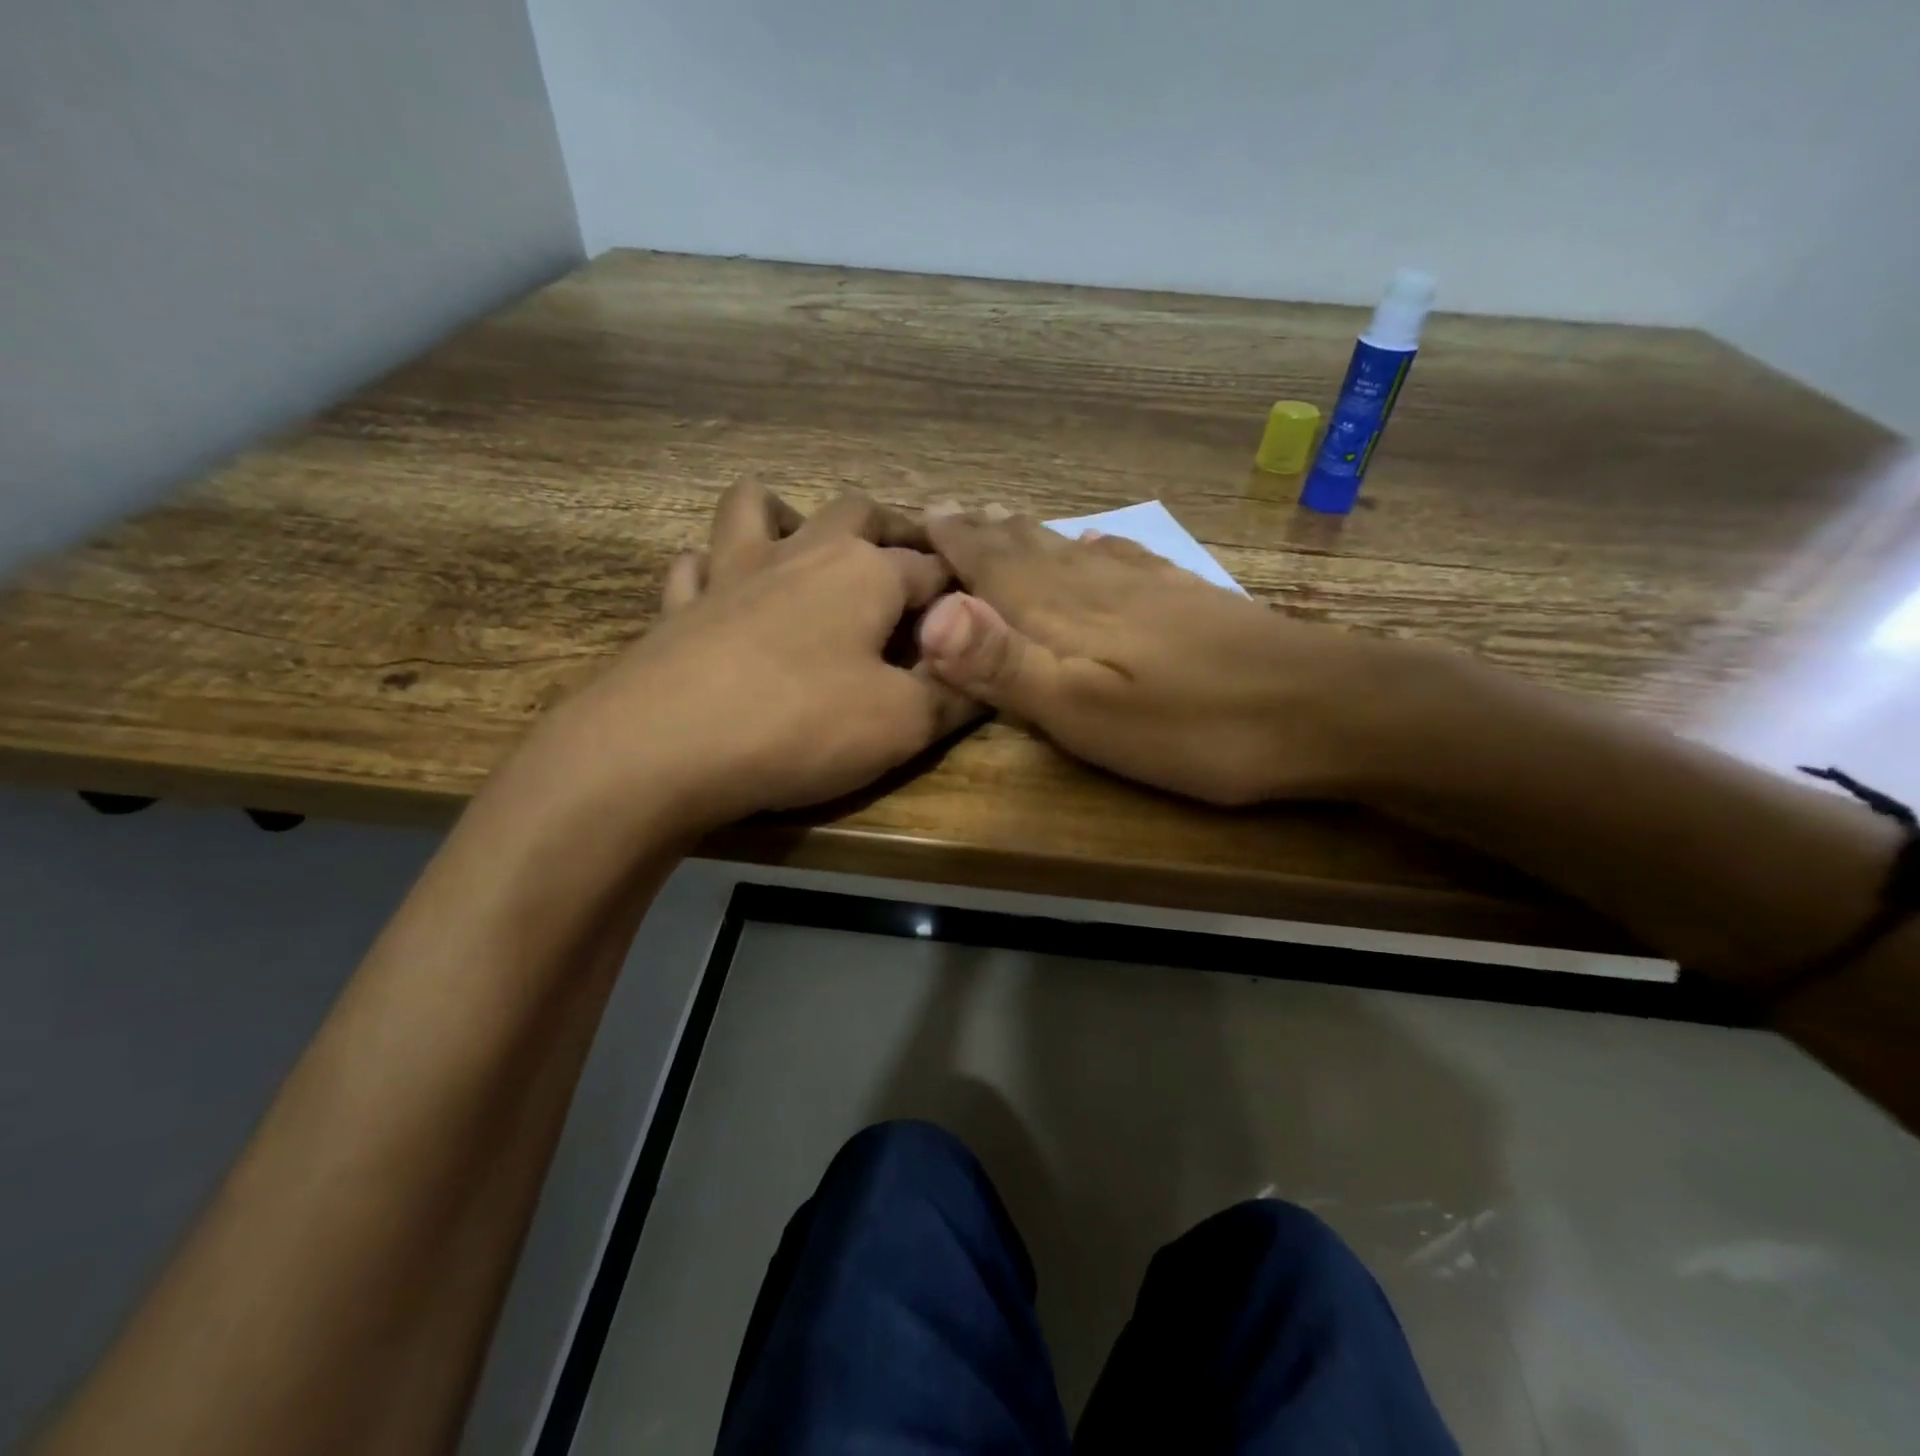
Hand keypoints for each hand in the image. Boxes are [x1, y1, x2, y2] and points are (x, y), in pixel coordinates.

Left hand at [532, 485, 975, 835]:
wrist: (662, 749)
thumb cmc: (801, 726)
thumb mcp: (903, 724)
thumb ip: (953, 695)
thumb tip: (988, 675)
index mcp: (865, 573)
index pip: (932, 569)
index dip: (960, 591)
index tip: (975, 613)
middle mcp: (802, 554)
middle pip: (857, 514)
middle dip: (893, 530)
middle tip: (909, 561)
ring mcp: (731, 573)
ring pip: (759, 510)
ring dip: (790, 517)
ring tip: (806, 547)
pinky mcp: (679, 607)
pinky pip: (696, 565)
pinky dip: (715, 570)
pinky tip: (721, 593)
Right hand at [918, 507, 1395, 804]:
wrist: (1324, 708)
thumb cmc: (1193, 727)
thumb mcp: (1086, 713)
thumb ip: (1007, 666)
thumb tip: (930, 615)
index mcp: (1067, 614)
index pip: (995, 567)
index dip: (956, 545)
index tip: (920, 518)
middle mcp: (1101, 586)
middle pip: (1031, 550)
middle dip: (984, 532)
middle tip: (948, 509)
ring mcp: (1150, 587)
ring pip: (1072, 549)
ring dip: (1029, 534)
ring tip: (1001, 519)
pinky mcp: (1188, 598)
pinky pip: (1124, 557)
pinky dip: (1094, 544)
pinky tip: (1095, 540)